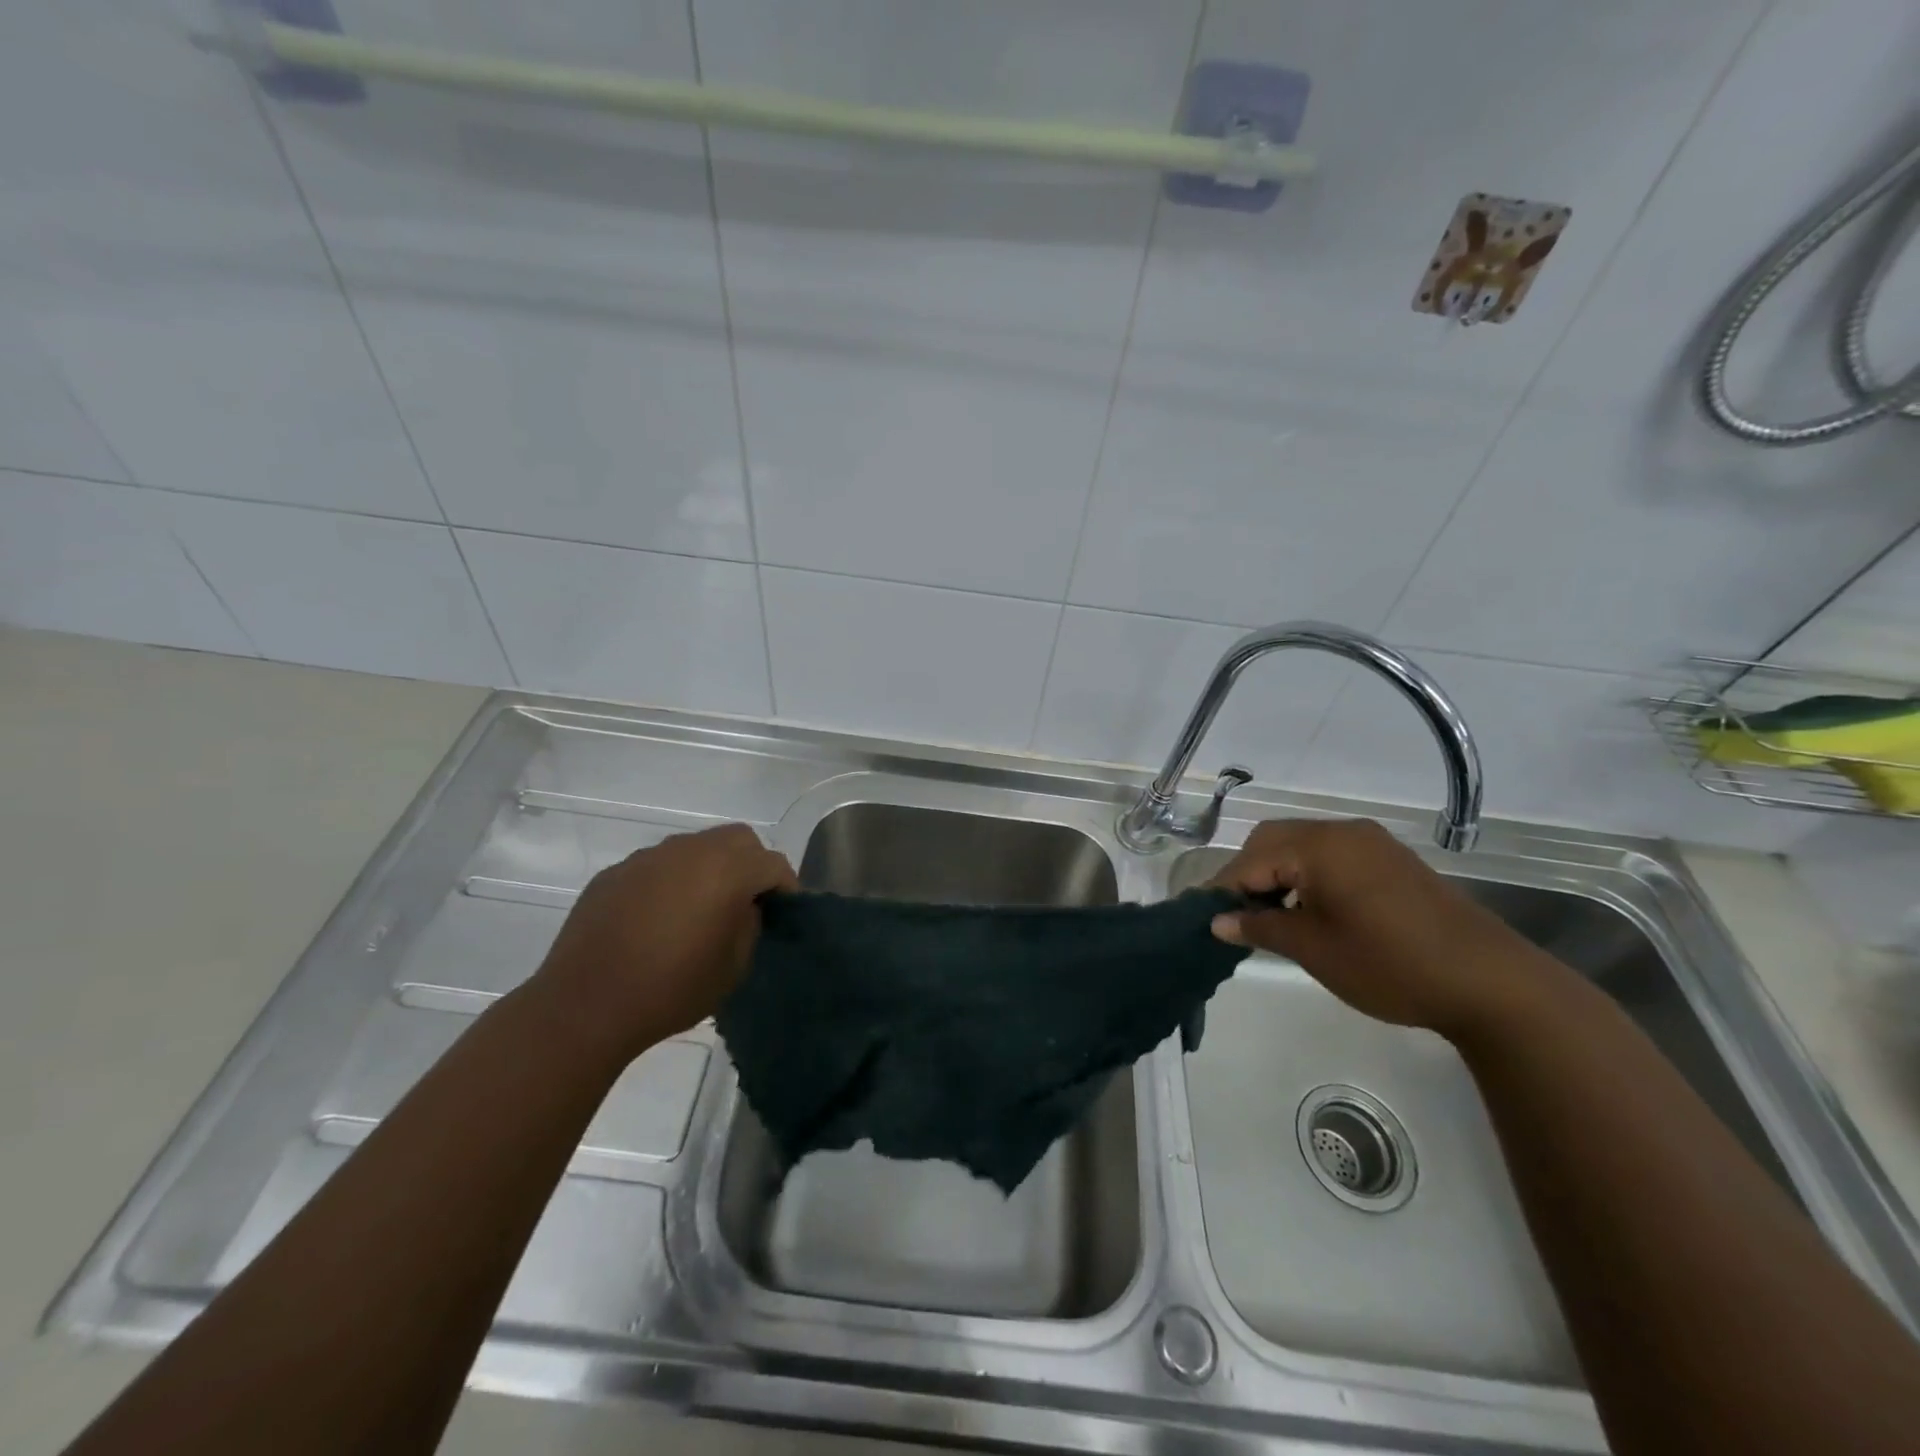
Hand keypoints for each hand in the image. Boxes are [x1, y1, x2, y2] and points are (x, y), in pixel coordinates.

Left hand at [532, 823, 795, 1057]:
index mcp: (727, 871)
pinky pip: (658, 865)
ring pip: (696, 846)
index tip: (783, 912)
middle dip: (752, 863)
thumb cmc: (671, 989)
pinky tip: (658, 918)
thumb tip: (746, 906)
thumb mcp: (733, 967)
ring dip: (710, 868)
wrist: (585, 1006)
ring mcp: (649, 857)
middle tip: (747, 901)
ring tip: (700, 909)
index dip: (786, 886)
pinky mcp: (616, 872)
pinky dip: (671, 880)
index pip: (773, 863)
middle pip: (738, 838)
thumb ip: (750, 925)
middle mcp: (690, 851)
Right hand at [1208, 818, 1536, 1039]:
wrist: (1490, 982)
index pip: (1251, 860)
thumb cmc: (1390, 964)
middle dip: (1248, 875)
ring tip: (1269, 917)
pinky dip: (1308, 876)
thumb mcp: (1314, 950)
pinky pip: (1331, 856)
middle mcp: (1343, 832)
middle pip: (1274, 841)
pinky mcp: (1391, 860)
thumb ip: (1260, 928)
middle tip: (1236, 916)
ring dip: (1278, 874)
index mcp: (1320, 846)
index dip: (1223, 889)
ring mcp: (1371, 843)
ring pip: (1302, 846)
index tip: (1203, 917)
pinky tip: (1309, 910)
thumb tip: (1218, 921)